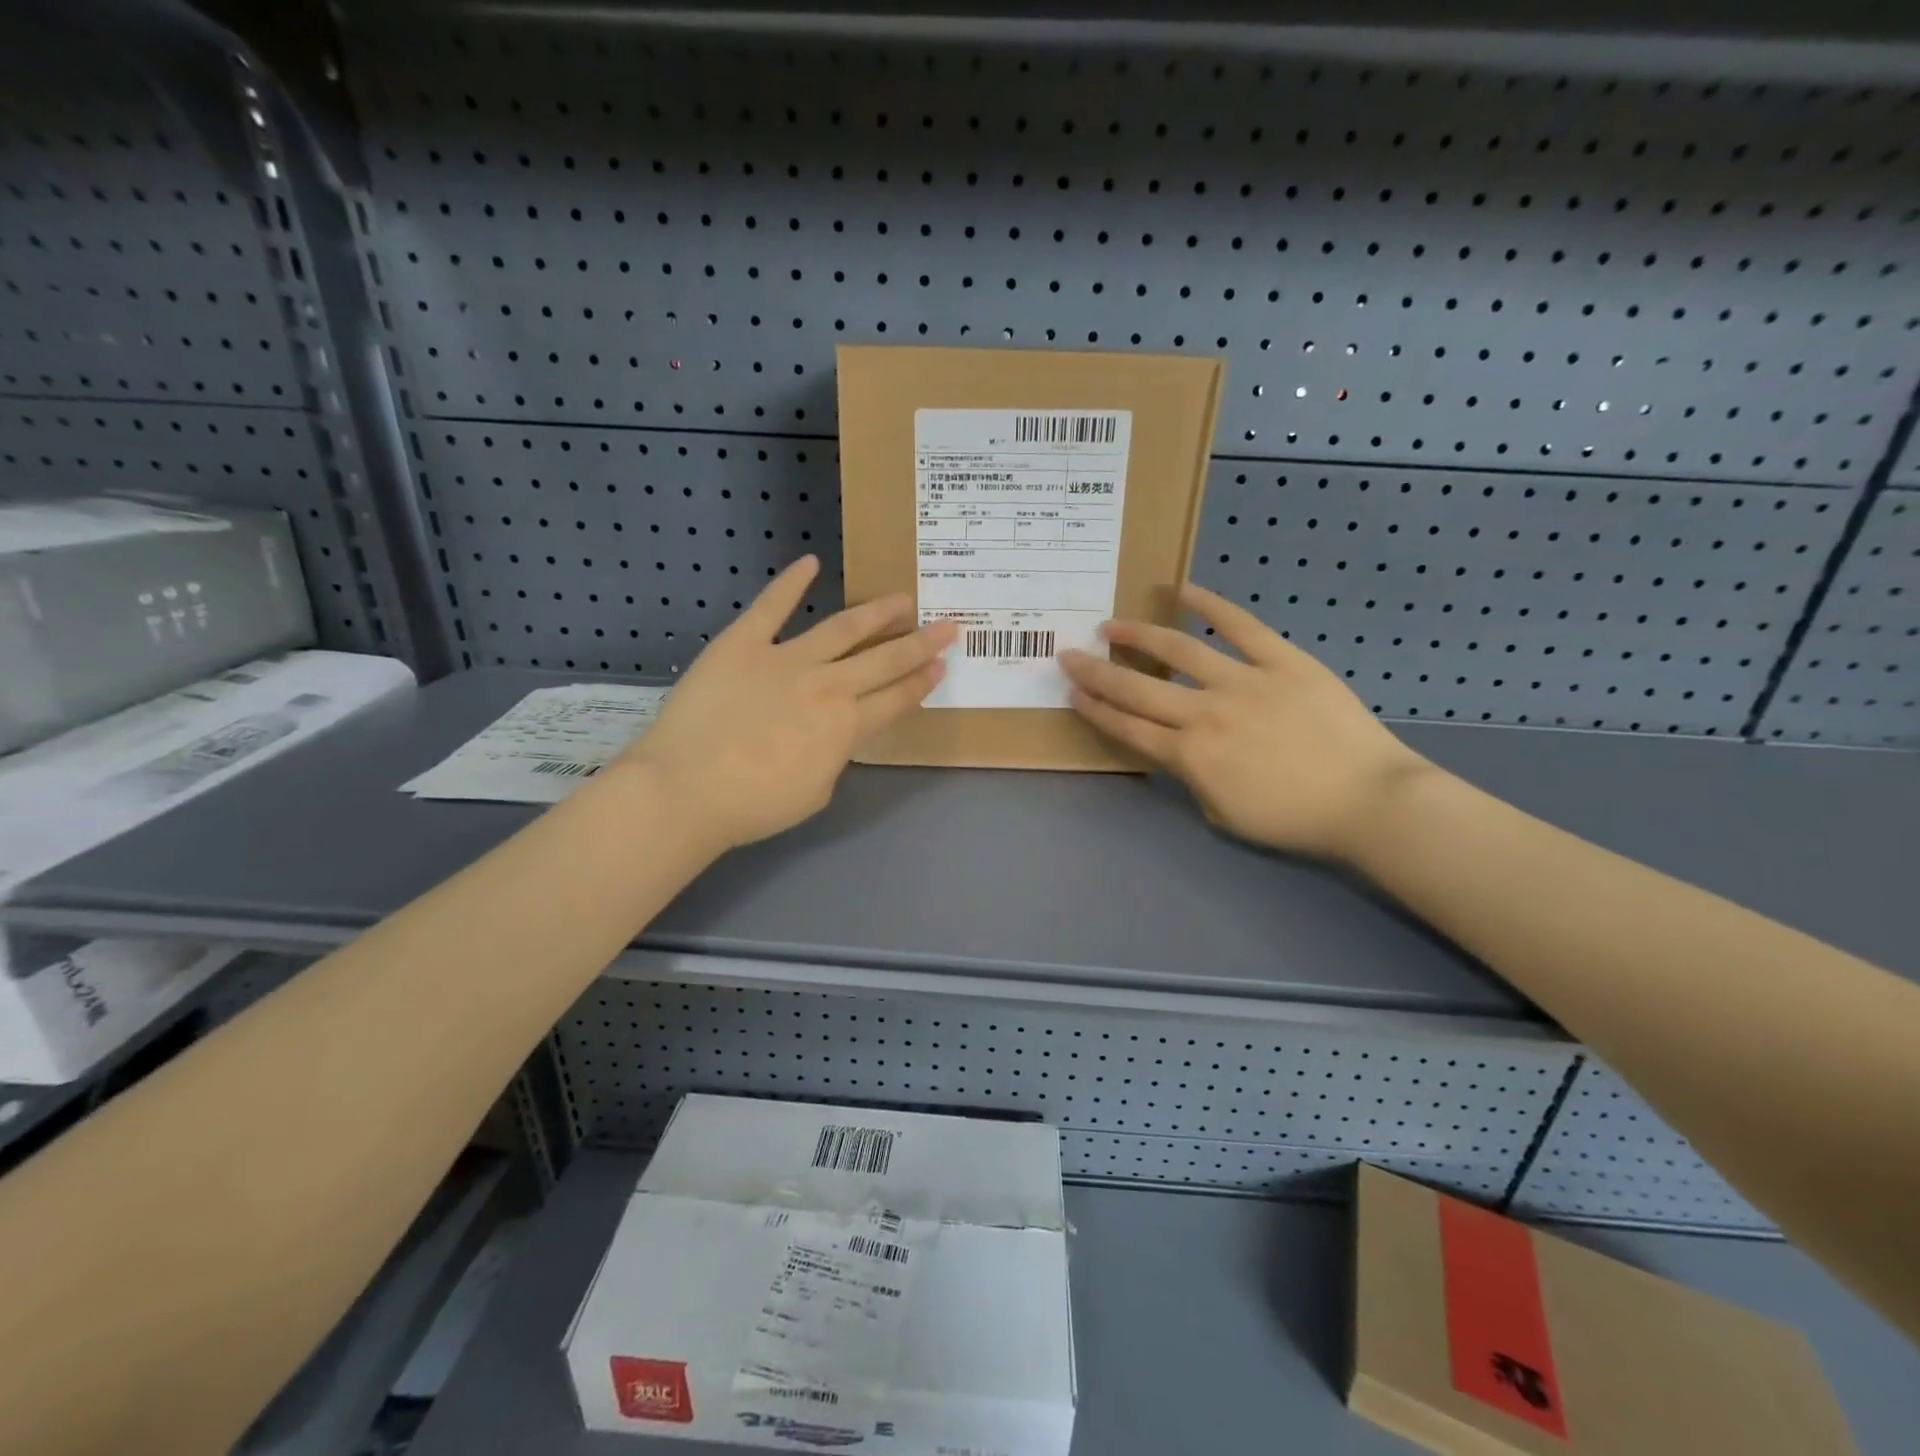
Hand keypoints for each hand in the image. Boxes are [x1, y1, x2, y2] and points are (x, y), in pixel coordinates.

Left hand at [616, 557, 955, 851]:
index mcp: (846, 727)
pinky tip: (811, 562)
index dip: (921, 683)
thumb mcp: (815, 792)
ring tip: (902, 599)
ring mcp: (786, 659)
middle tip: (947, 626)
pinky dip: (791, 583)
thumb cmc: (753, 805)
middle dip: (920, 643)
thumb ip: (833, 756)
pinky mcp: (743, 643)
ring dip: (877, 613)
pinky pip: (771, 607)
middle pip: (884, 661)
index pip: (895, 700)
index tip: (942, 666)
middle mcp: (827, 686)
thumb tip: (833, 735)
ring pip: (843, 629)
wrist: (686, 789)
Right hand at [1059, 584, 1429, 861]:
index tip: (1070, 691)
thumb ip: (1190, 777)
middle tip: (1067, 654)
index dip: (1094, 709)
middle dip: (1096, 672)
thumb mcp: (1224, 814)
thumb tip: (1178, 748)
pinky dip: (1210, 606)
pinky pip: (1240, 626)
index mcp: (1190, 756)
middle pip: (1136, 688)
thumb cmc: (1294, 819)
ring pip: (1177, 650)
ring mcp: (1243, 681)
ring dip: (1137, 635)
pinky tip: (1182, 591)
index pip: (1127, 727)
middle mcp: (1205, 713)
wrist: (1368, 800)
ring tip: (1110, 625)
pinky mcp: (1282, 661)